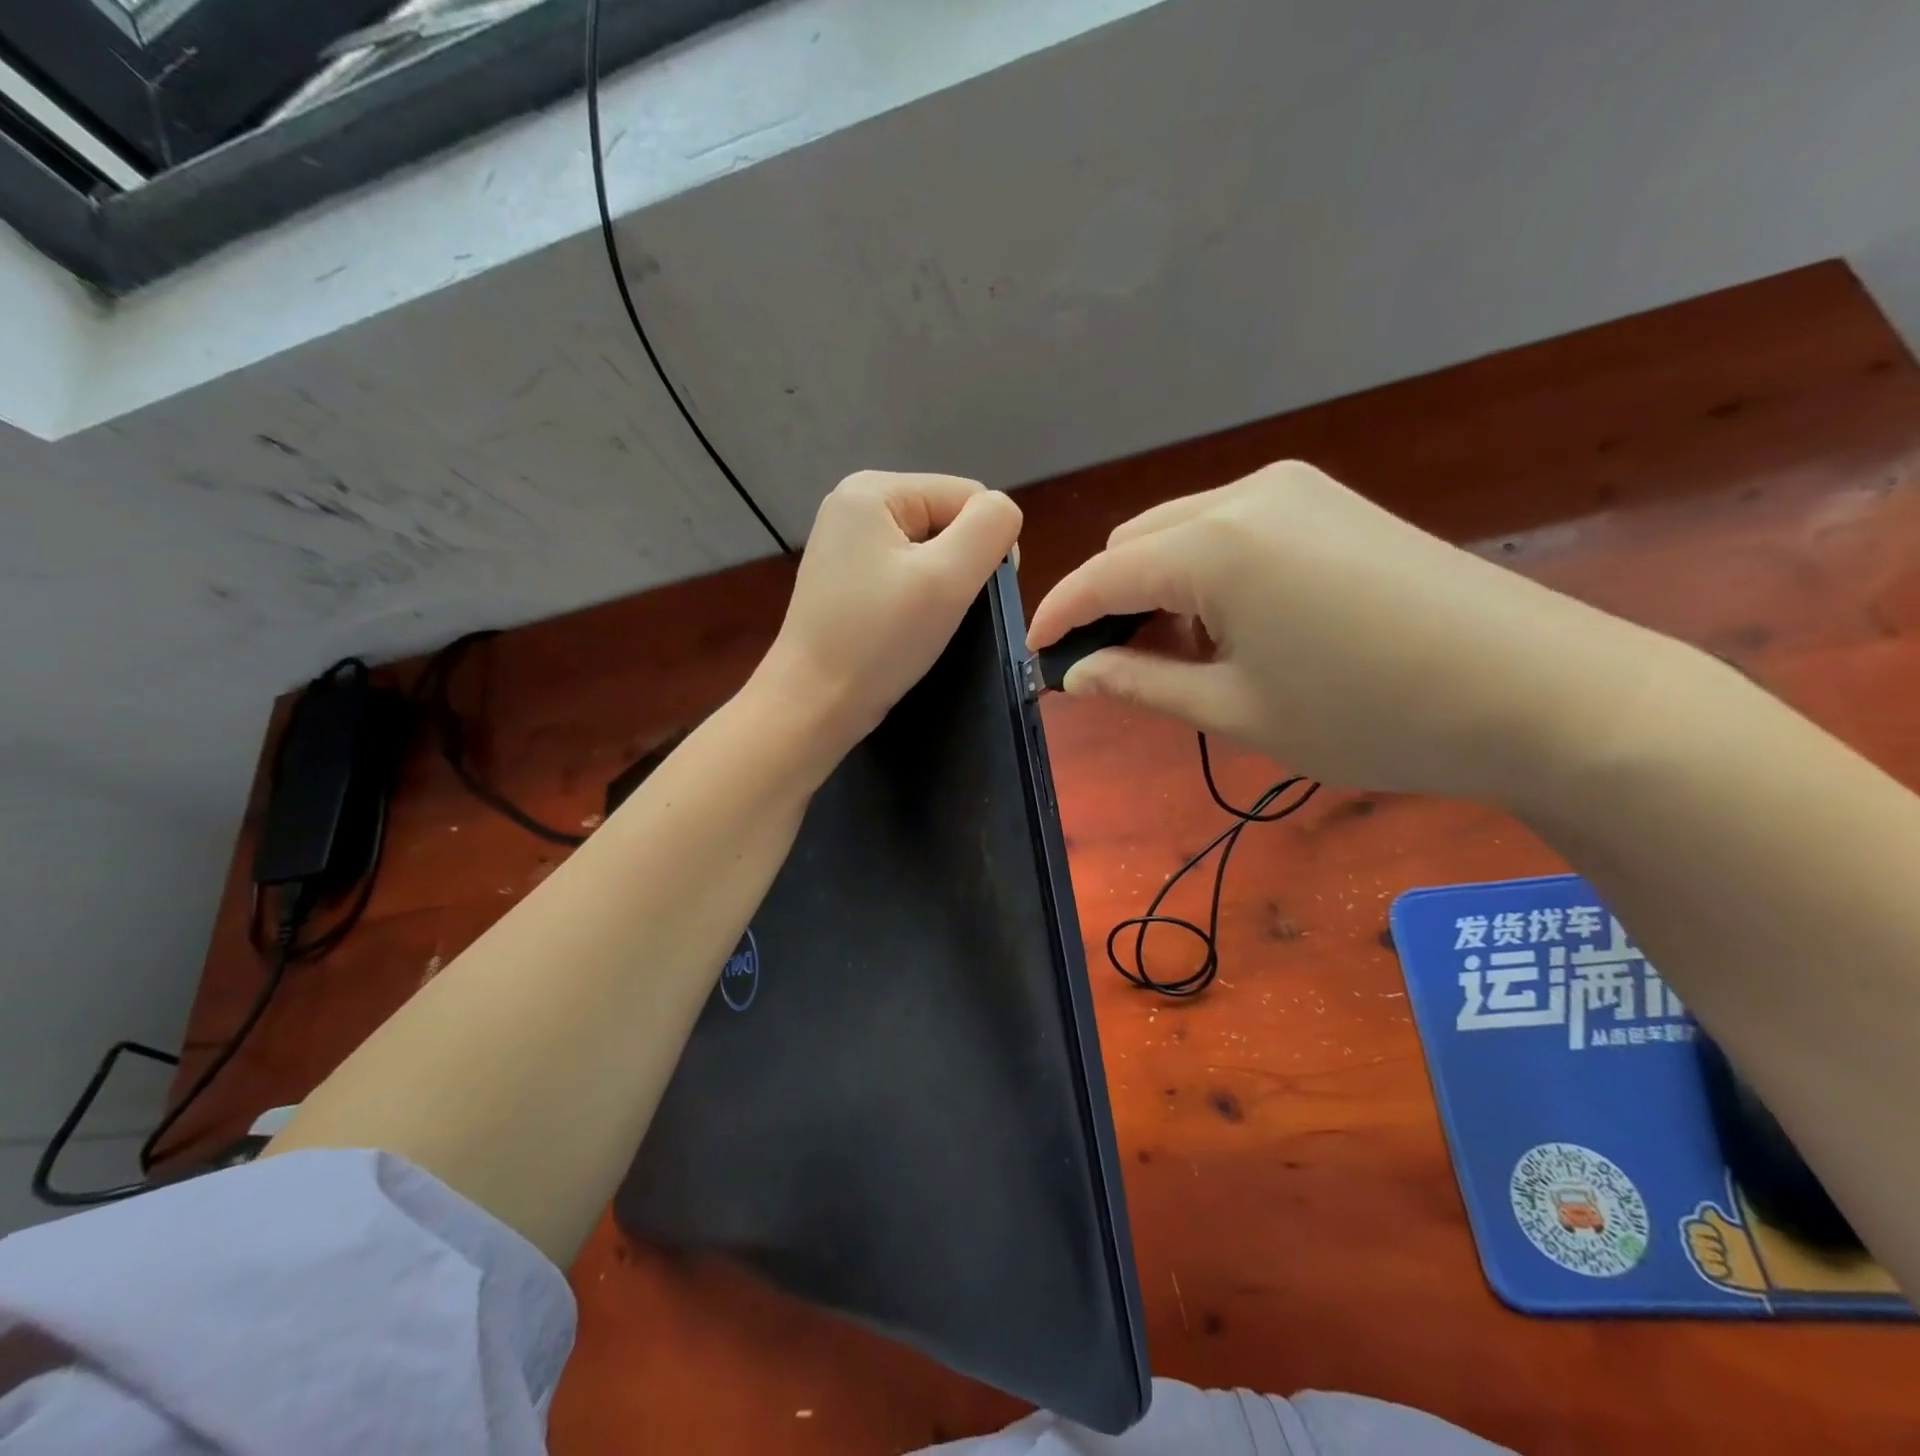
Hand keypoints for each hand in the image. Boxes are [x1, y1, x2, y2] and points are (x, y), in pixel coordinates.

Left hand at [758, 471, 1022, 757]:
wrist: (813, 705)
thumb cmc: (879, 640)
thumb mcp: (948, 578)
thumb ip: (990, 527)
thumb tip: (1003, 514)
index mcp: (874, 488)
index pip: (968, 496)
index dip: (985, 545)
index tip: (969, 597)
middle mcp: (854, 504)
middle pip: (947, 520)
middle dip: (959, 566)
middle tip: (943, 614)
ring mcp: (846, 543)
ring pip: (930, 551)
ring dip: (941, 586)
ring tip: (924, 624)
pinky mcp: (846, 579)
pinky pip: (905, 573)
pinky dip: (918, 599)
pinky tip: (905, 627)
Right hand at [1028, 460, 1681, 806]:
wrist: (1543, 692)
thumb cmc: (1371, 716)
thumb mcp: (1236, 712)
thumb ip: (1140, 684)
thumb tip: (1077, 673)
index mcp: (1213, 545)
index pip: (1100, 576)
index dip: (1058, 618)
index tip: (1034, 659)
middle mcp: (1245, 494)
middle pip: (1137, 542)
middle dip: (1110, 602)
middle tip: (1115, 670)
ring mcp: (1296, 489)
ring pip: (1182, 531)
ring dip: (1158, 588)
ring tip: (1178, 657)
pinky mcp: (1331, 501)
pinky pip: (1232, 529)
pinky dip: (1206, 573)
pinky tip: (1234, 625)